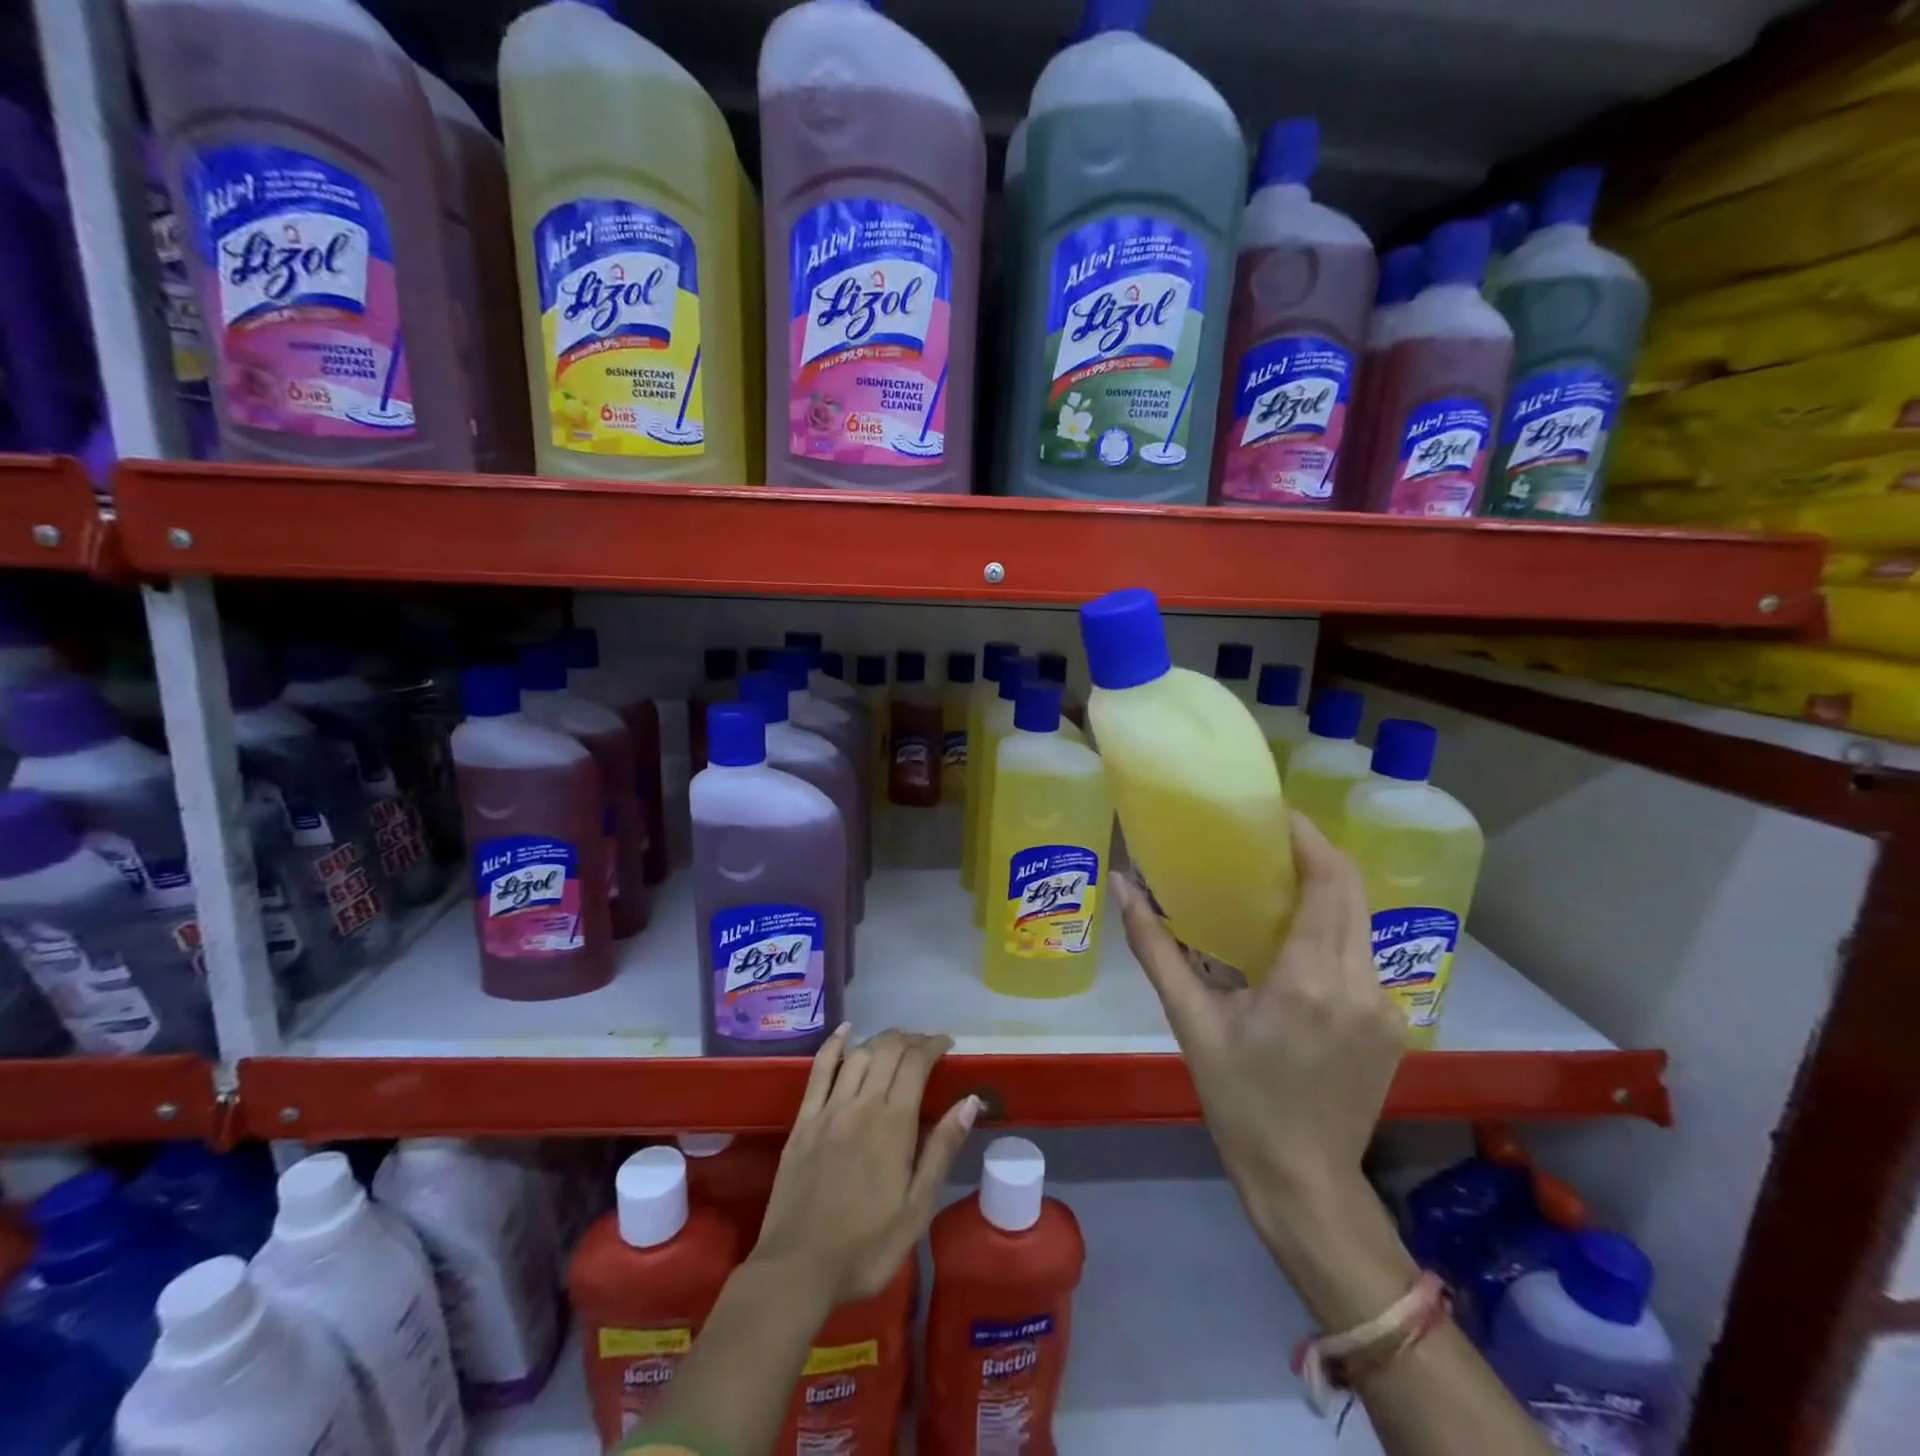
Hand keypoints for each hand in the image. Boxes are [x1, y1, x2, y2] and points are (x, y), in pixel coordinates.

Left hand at [750, 1026, 979, 1307]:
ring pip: (858, 1054)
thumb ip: (942, 1149)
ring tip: (896, 1043)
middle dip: (910, 1039)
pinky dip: (834, 1045)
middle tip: (925, 1046)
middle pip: (887, 1050)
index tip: (947, 1045)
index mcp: (893, 1124)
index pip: (916, 1063)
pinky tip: (845, 1031)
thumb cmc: (866, 1247)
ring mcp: (828, 1109)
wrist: (797, 1270)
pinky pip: (818, 1070)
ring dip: (880, 1040)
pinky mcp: (803, 1121)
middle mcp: (861, 1104)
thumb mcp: (917, 1208)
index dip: (933, 1045)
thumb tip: (970, 1101)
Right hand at [1113, 812, 1405, 1263]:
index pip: (1328, 883)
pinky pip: (1365, 953)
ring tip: (1281, 879)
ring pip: (1363, 920)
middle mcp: (1359, 983)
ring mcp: (1386, 1005)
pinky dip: (1337, 927)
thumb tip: (1122, 885)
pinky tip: (1300, 936)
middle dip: (1318, 853)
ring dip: (1329, 889)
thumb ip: (1156, 947)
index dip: (1309, 838)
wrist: (1304, 1181)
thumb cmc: (1238, 1100)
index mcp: (1309, 980)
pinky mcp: (1394, 1022)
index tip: (1276, 813)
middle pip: (1353, 890)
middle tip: (1272, 837)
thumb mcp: (1190, 1021)